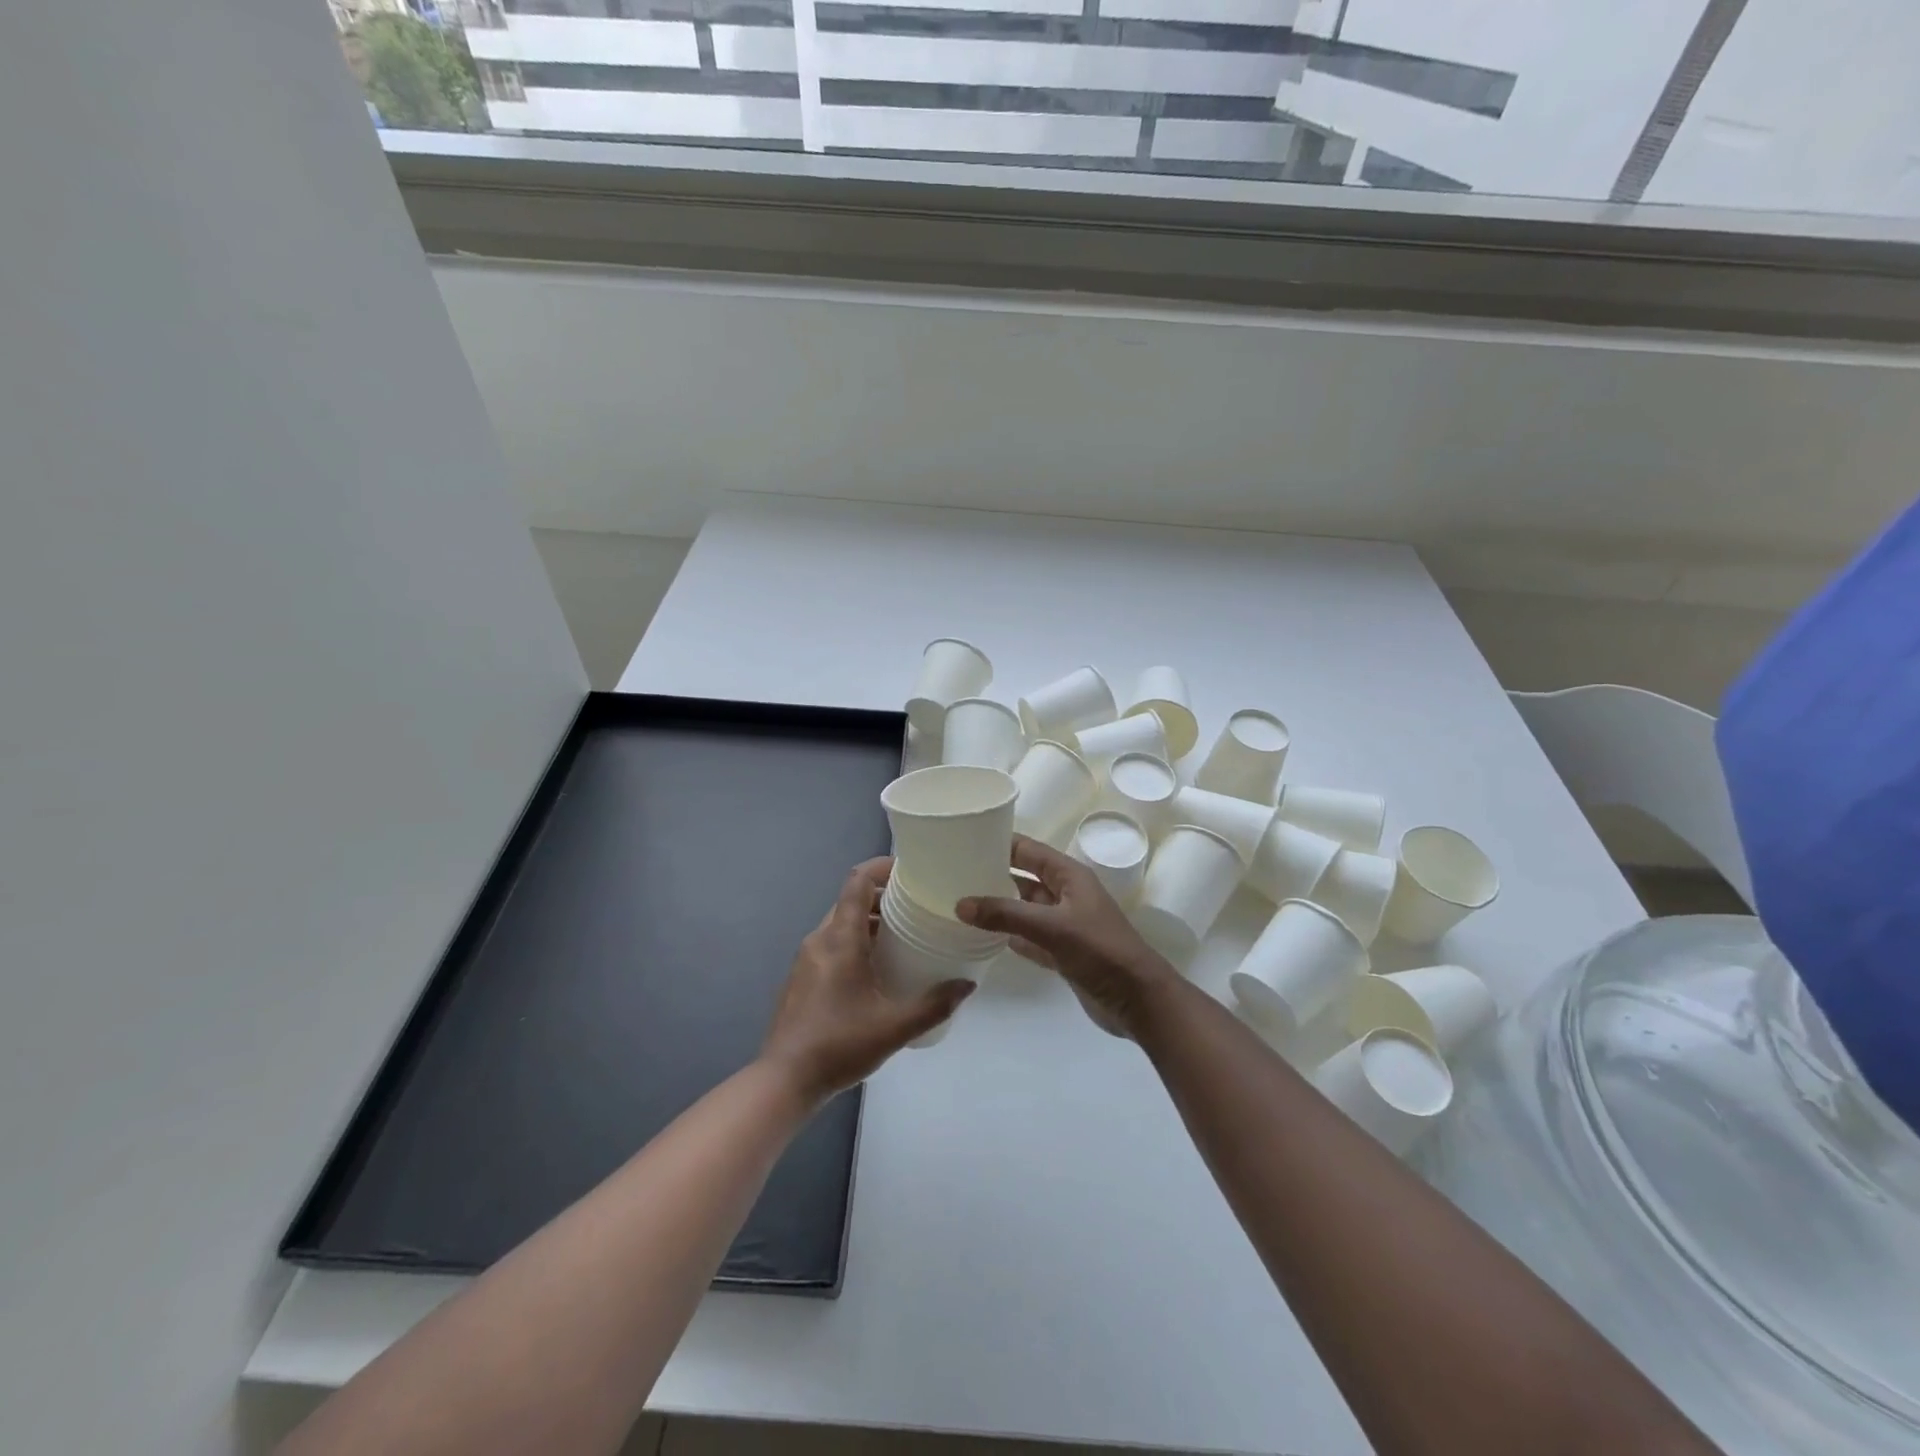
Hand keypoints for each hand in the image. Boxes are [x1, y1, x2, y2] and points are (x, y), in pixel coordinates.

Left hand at [761, 858, 974, 1104]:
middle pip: (851, 900)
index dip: (882, 867)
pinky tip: (878, 969)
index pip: (858, 881)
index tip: (911, 871)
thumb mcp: (894, 1027)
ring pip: (841, 923)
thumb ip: (934, 1005)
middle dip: (884, 897)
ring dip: (871, 922)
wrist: (784, 1080)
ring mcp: (807, 959)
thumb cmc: (839, 1045)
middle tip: (918, 907)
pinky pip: (832, 944)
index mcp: (840, 939)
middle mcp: (820, 939)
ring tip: (905, 937)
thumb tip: (967, 985)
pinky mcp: (802, 977)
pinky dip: (856, 941)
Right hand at [957, 836, 1178, 1038]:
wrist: (1139, 1000)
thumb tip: (960, 904)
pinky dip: (1011, 936)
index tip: (966, 839)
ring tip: (962, 903)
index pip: (1029, 850)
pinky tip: (985, 937)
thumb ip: (1005, 914)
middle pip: (1025, 878)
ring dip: (1000, 907)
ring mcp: (1066, 925)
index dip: (1001, 842)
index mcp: (1070, 876)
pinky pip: (1031, 938)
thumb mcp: (1051, 926)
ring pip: (1026, 909)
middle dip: (995, 874)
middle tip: (954, 873)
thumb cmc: (1100, 951)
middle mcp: (1067, 895)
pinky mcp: (1064, 953)